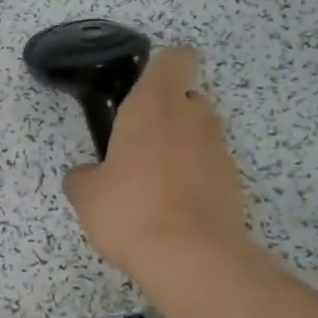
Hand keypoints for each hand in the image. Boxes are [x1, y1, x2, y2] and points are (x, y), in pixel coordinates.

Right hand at [62, 46, 257, 279]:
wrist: (191, 258)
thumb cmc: (130, 210)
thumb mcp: (86, 194)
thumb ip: (84, 175)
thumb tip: (87, 175)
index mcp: (153, 106)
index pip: (174, 59)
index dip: (162, 67)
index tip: (142, 88)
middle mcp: (192, 117)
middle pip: (186, 98)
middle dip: (166, 114)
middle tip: (138, 145)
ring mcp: (218, 150)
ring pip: (199, 133)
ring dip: (180, 147)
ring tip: (154, 183)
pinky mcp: (233, 182)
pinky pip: (209, 167)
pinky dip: (194, 178)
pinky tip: (172, 208)